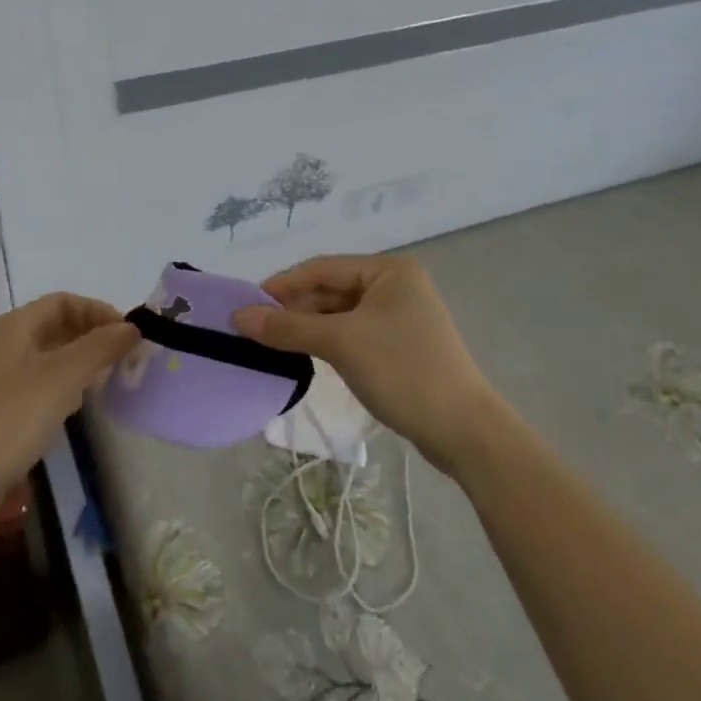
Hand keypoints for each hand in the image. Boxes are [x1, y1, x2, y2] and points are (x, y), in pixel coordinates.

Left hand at [0, 293, 138, 519]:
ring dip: (78, 361)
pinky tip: (75, 407)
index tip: (128, 334)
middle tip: (124, 358)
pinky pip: (36, 383)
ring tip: (107, 380)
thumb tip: (131, 327)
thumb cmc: (11, 418)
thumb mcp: (63, 377)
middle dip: (91, 336)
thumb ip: (100, 347)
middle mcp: (2, 344)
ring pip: (46, 356)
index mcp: (13, 326)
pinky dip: (61, 386)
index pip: (63, 302)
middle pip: (54, 326)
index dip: (98, 312)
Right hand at [232, 255, 493, 474]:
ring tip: (271, 344)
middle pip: (329, 290)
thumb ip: (287, 327)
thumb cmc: (403, 371)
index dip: (282, 285)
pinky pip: (350, 334)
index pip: (321, 268)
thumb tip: (237, 316)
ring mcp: (397, 317)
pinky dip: (325, 341)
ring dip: (306, 327)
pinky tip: (302, 355)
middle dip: (293, 308)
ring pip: (338, 314)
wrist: (464, 431)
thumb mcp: (341, 343)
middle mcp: (394, 286)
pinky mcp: (397, 346)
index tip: (246, 305)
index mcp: (388, 270)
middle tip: (253, 329)